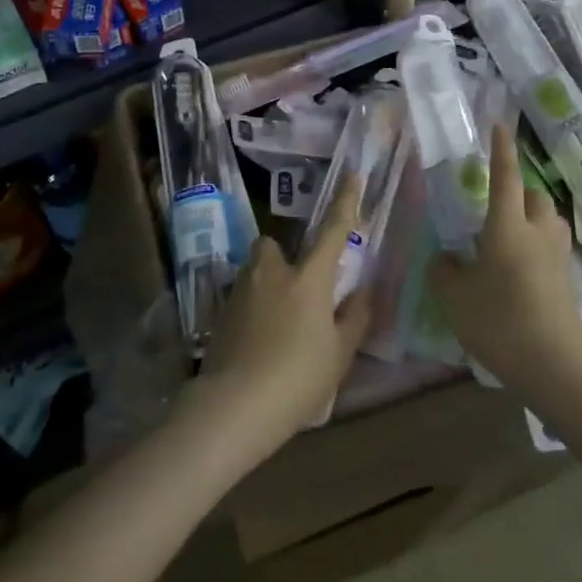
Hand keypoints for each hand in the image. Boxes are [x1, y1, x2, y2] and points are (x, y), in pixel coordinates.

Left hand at [191, 175, 372, 453]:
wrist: (235, 405)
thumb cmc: (298, 378)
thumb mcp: (339, 354)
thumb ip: (354, 318)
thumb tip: (362, 292)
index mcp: (308, 278)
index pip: (332, 230)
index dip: (345, 202)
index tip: (352, 176)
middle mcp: (272, 273)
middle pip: (273, 245)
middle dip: (283, 256)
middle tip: (298, 287)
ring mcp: (241, 290)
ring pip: (254, 270)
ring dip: (266, 282)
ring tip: (277, 320)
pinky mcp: (219, 312)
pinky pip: (241, 296)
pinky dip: (251, 308)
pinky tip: (257, 340)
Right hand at [429, 123, 581, 399]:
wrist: (554, 365)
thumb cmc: (499, 320)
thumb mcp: (454, 296)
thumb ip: (444, 270)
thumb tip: (446, 258)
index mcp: (507, 227)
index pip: (505, 178)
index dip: (502, 151)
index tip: (500, 126)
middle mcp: (537, 233)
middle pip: (536, 197)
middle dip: (521, 192)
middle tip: (497, 207)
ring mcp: (558, 258)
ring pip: (549, 222)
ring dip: (533, 219)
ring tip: (509, 238)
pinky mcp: (568, 282)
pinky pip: (552, 250)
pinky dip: (538, 249)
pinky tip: (520, 272)